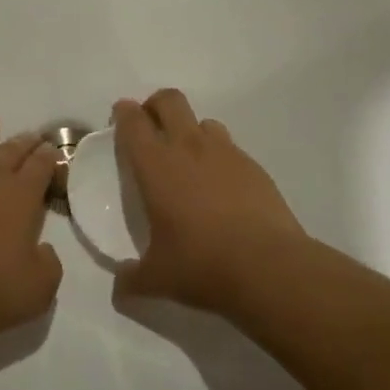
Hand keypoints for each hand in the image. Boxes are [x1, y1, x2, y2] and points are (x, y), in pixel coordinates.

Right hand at [112, 89, 311, 314]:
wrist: (269, 269)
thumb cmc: (201, 265)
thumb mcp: (157, 278)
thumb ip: (132, 279)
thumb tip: (120, 288)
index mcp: (155, 165)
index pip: (133, 121)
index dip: (124, 113)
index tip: (120, 117)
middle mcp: (188, 148)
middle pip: (170, 101)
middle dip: (156, 105)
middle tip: (151, 127)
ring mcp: (226, 154)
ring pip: (204, 121)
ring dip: (191, 131)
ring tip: (189, 160)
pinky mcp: (255, 168)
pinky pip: (231, 149)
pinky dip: (220, 157)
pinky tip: (222, 188)